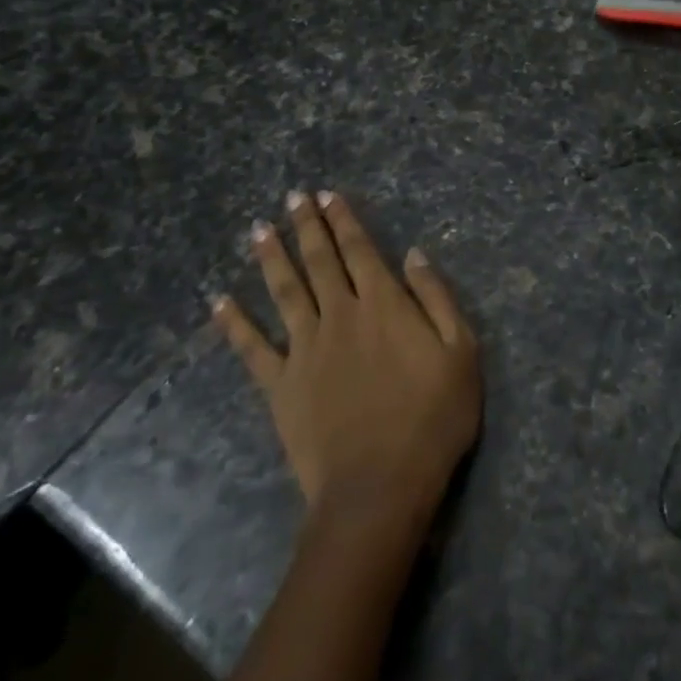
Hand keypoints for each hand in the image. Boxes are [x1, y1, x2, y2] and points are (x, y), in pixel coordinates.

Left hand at [214, 191, 481, 528]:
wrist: (380, 486)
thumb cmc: (433, 418)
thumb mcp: (461, 352)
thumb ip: (436, 298)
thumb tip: (414, 254)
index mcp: (384, 304)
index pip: (360, 250)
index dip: (344, 220)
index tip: (329, 195)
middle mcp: (340, 315)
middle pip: (320, 261)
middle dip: (307, 227)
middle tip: (293, 197)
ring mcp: (305, 350)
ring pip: (285, 292)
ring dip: (272, 258)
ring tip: (258, 229)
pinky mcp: (281, 386)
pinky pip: (252, 348)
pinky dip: (234, 324)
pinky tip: (219, 302)